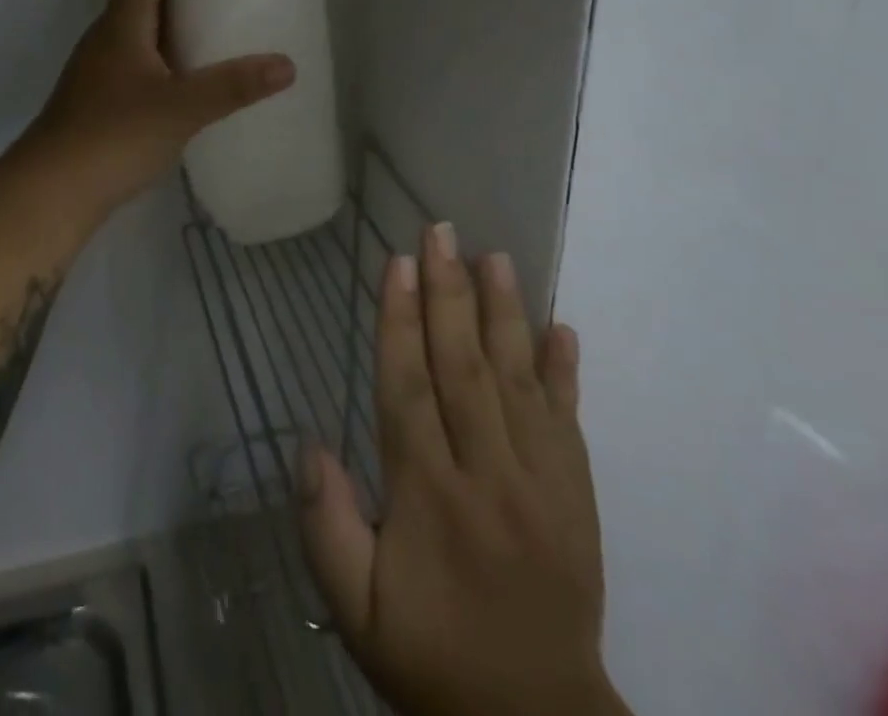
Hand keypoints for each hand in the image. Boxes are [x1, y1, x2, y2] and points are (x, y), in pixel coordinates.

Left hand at [22, 0, 294, 215]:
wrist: (50, 192)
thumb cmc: (113, 137)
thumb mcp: (182, 108)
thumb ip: (234, 86)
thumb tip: (288, 65)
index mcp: (122, 23)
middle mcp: (107, 36)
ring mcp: (100, 68)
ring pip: (140, 26)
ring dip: (175, 19)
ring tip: (219, 32)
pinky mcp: (100, 98)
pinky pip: (138, 58)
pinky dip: (167, 54)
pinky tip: (192, 82)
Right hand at [298, 224, 628, 715]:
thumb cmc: (434, 655)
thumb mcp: (357, 609)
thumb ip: (327, 526)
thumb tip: (311, 444)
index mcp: (427, 496)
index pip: (408, 388)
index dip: (400, 321)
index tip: (397, 263)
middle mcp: (485, 473)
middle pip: (462, 366)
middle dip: (448, 292)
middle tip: (441, 231)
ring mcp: (540, 480)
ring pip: (517, 379)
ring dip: (504, 312)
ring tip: (495, 257)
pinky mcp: (576, 493)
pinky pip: (569, 419)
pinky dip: (564, 370)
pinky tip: (560, 327)